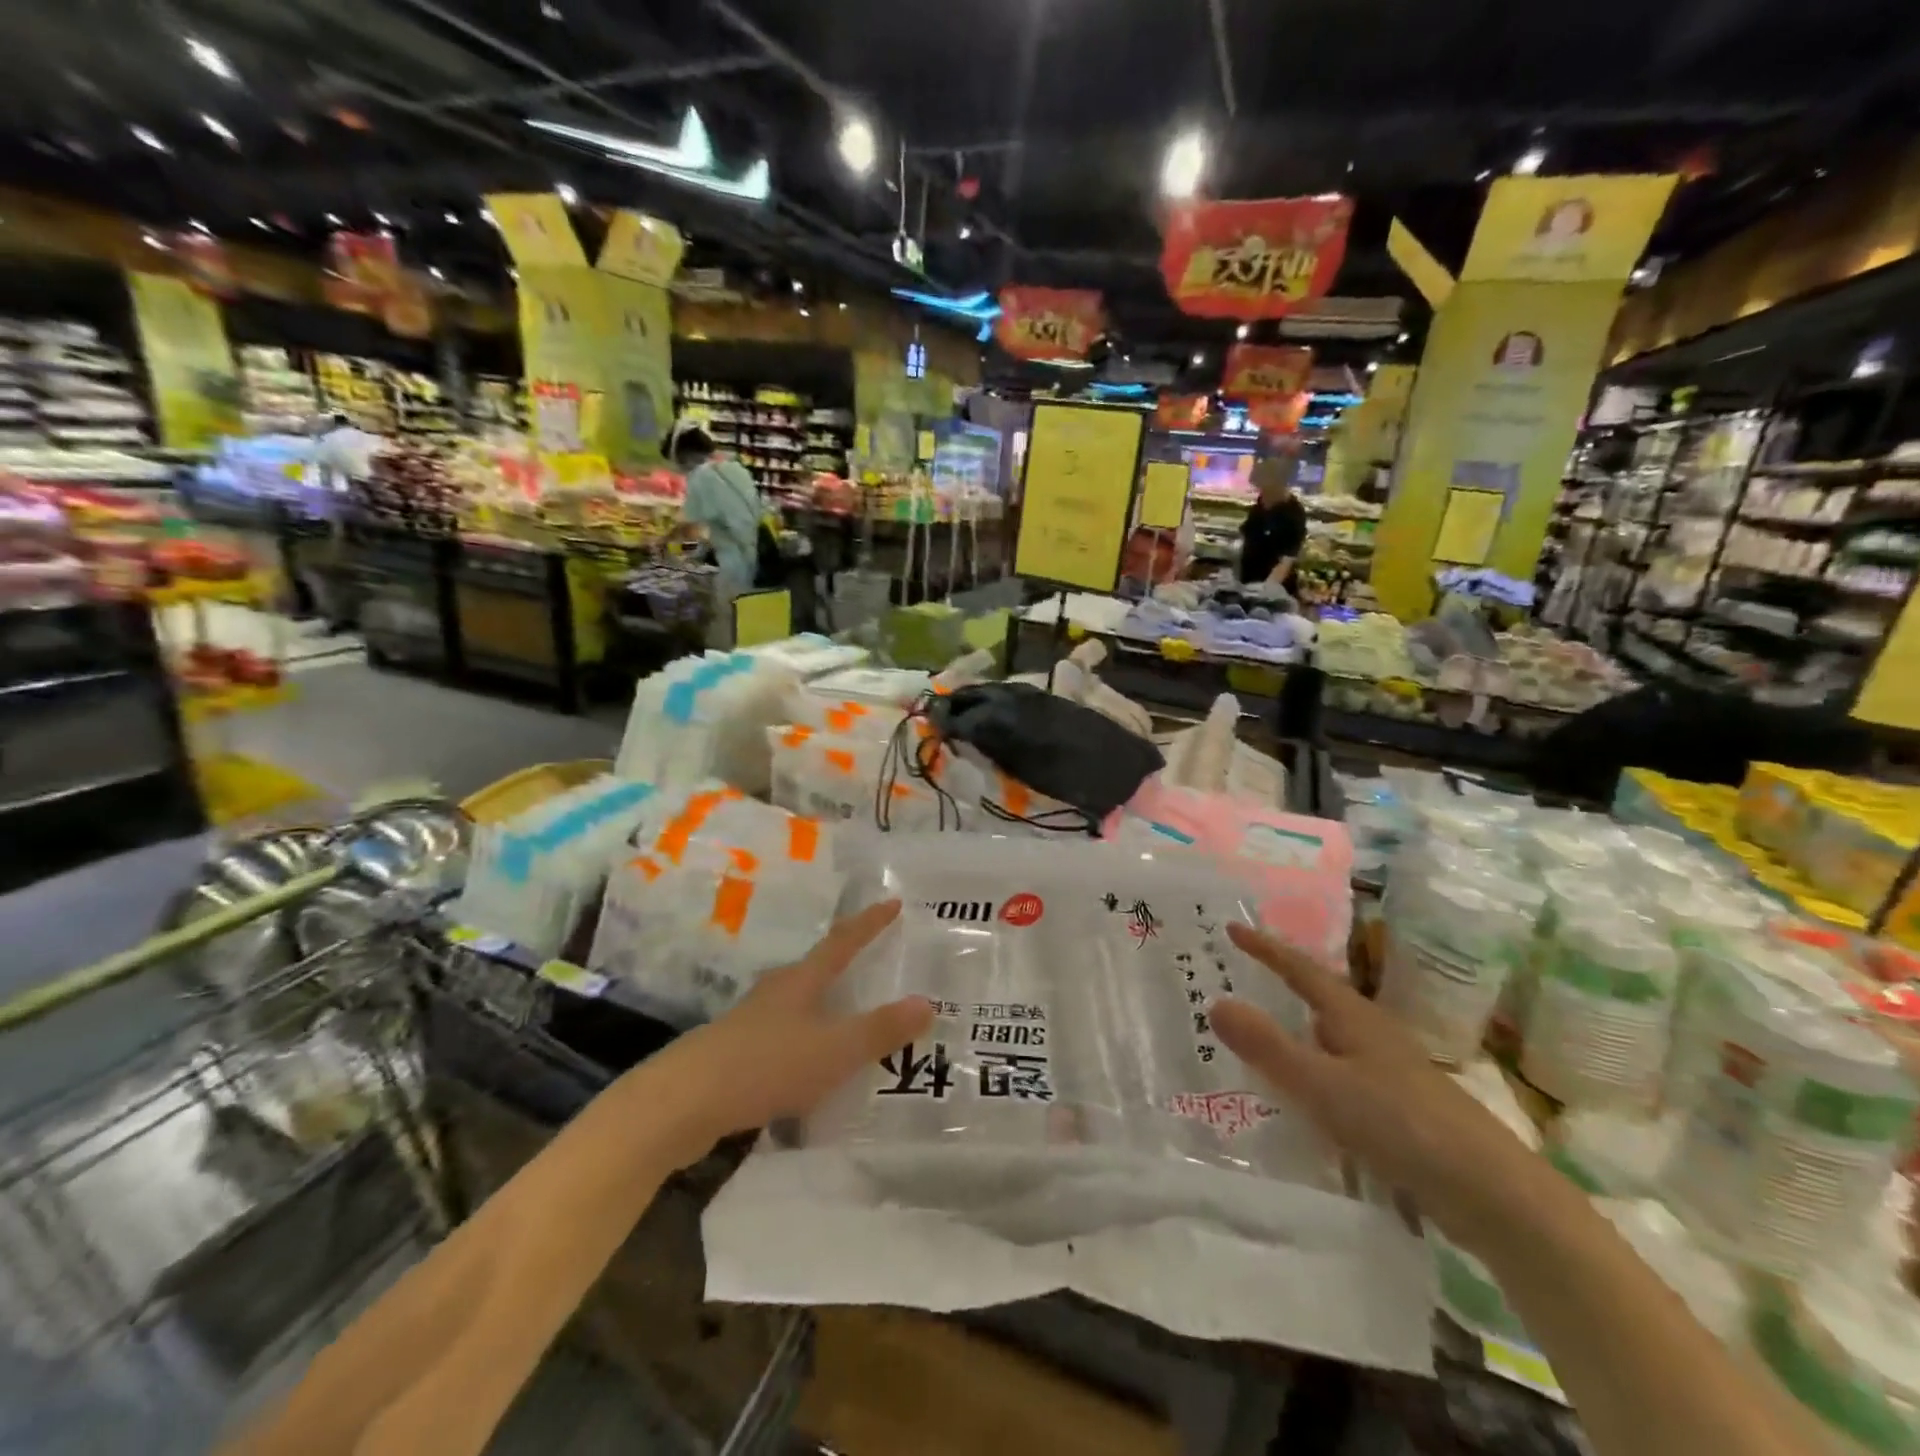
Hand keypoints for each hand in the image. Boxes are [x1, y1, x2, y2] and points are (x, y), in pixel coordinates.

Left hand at [654, 901, 930, 1163]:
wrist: (682, 1103)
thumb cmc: (765, 1065)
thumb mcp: (834, 1051)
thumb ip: (880, 1030)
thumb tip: (927, 1002)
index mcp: (802, 980)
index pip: (843, 941)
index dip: (870, 922)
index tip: (893, 902)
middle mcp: (776, 991)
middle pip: (817, 967)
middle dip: (847, 963)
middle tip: (878, 964)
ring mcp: (752, 1021)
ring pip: (799, 1004)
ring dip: (826, 1006)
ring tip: (851, 1019)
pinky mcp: (736, 1053)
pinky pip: (784, 1037)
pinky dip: (807, 1042)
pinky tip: (813, 1067)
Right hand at [1213, 923, 1558, 1249]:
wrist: (1494, 1194)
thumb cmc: (1402, 1125)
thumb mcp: (1322, 1085)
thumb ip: (1267, 1046)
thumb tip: (1214, 1001)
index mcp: (1352, 1016)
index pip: (1300, 969)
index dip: (1265, 948)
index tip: (1233, 927)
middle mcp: (1371, 1034)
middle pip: (1317, 999)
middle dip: (1280, 986)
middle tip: (1237, 978)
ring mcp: (1389, 1071)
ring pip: (1329, 1039)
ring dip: (1295, 1032)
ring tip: (1258, 1036)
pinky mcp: (1400, 1107)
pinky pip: (1340, 1073)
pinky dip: (1313, 1071)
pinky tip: (1303, 1096)